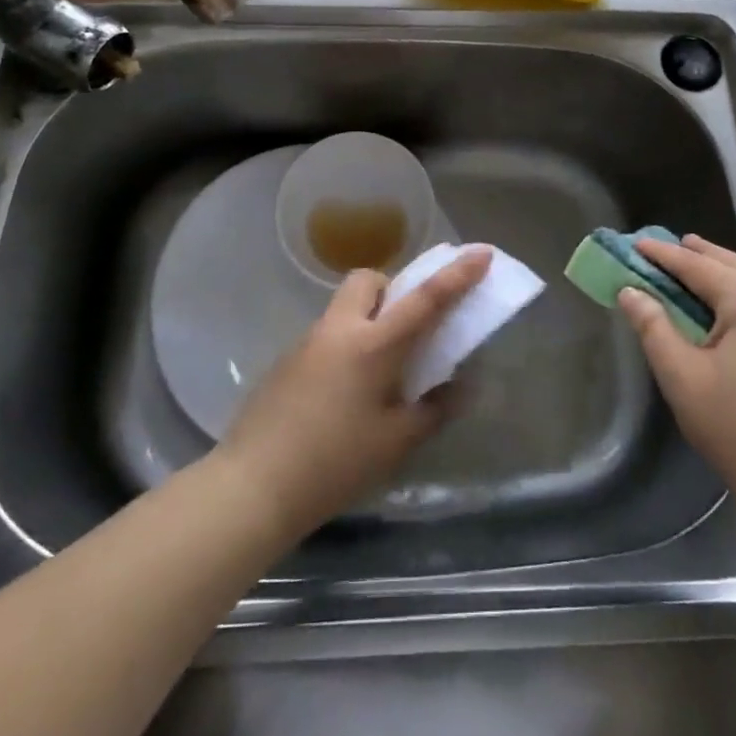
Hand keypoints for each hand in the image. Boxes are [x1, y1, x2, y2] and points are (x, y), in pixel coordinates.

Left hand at [214, 248, 491, 544]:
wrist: (254, 485)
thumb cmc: (335, 463)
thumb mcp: (396, 442)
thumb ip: (434, 409)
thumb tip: (463, 387)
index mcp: (374, 344)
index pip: (426, 298)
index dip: (458, 274)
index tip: (481, 251)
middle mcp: (340, 329)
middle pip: (368, 280)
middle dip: (393, 290)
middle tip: (407, 329)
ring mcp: (308, 342)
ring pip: (345, 307)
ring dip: (368, 319)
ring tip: (377, 372)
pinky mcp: (286, 361)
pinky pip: (326, 335)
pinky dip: (345, 345)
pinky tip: (342, 395)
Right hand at [618, 235, 735, 534]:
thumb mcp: (684, 380)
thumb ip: (654, 329)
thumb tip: (630, 290)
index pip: (696, 265)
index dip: (663, 254)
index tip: (635, 243)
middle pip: (732, 264)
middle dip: (697, 255)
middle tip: (666, 249)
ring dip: (733, 267)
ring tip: (710, 267)